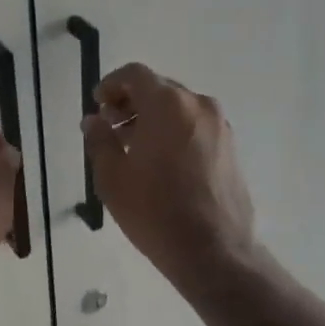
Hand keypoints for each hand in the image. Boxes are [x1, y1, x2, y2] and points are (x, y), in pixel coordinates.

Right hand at [81, 63, 258, 289]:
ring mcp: (219, 126)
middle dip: (131, 102)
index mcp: (168, 104)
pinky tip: (159, 160)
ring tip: (132, 146)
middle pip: (159, 88)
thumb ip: (99, 140)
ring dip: (152, 117)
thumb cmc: (155, 211)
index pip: (135, 74)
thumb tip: (94, 121)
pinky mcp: (230, 147)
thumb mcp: (112, 177)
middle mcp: (198, 105)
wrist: (214, 251)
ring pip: (179, 108)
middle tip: (110, 126)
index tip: (97, 105)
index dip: (111, 84)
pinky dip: (174, 130)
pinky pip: (195, 126)